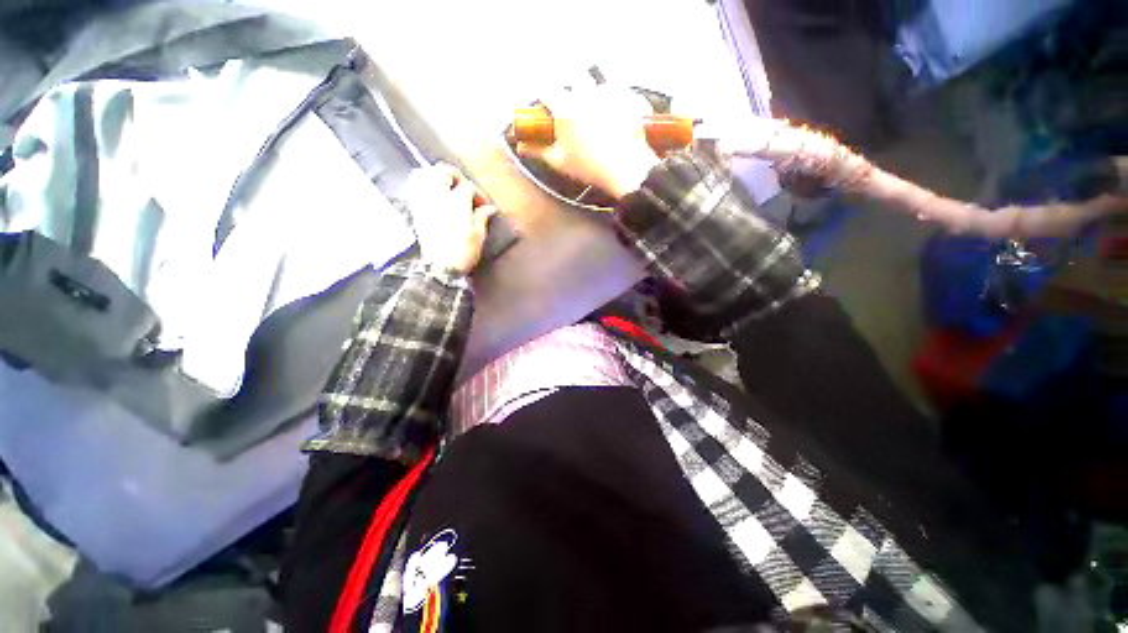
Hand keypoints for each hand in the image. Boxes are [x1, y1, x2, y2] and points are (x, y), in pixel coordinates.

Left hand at [405, 164, 497, 274]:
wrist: (441, 267)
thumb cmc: (463, 252)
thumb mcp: (479, 235)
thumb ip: (482, 217)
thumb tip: (489, 208)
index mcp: (457, 202)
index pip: (468, 188)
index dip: (477, 194)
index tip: (483, 204)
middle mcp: (438, 197)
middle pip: (443, 171)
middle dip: (455, 175)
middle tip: (463, 185)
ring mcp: (424, 202)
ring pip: (423, 175)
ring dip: (434, 175)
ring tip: (445, 183)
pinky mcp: (415, 210)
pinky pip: (413, 188)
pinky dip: (420, 184)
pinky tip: (428, 189)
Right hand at [515, 87, 660, 198]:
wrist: (626, 170)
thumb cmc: (589, 167)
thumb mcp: (560, 162)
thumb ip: (538, 150)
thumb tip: (521, 146)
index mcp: (565, 107)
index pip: (545, 88)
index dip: (545, 96)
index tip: (547, 108)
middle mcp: (584, 92)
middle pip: (572, 79)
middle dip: (570, 90)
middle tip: (574, 111)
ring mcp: (608, 91)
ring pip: (595, 80)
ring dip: (592, 91)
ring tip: (596, 114)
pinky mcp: (627, 94)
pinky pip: (617, 88)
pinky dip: (614, 97)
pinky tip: (615, 115)